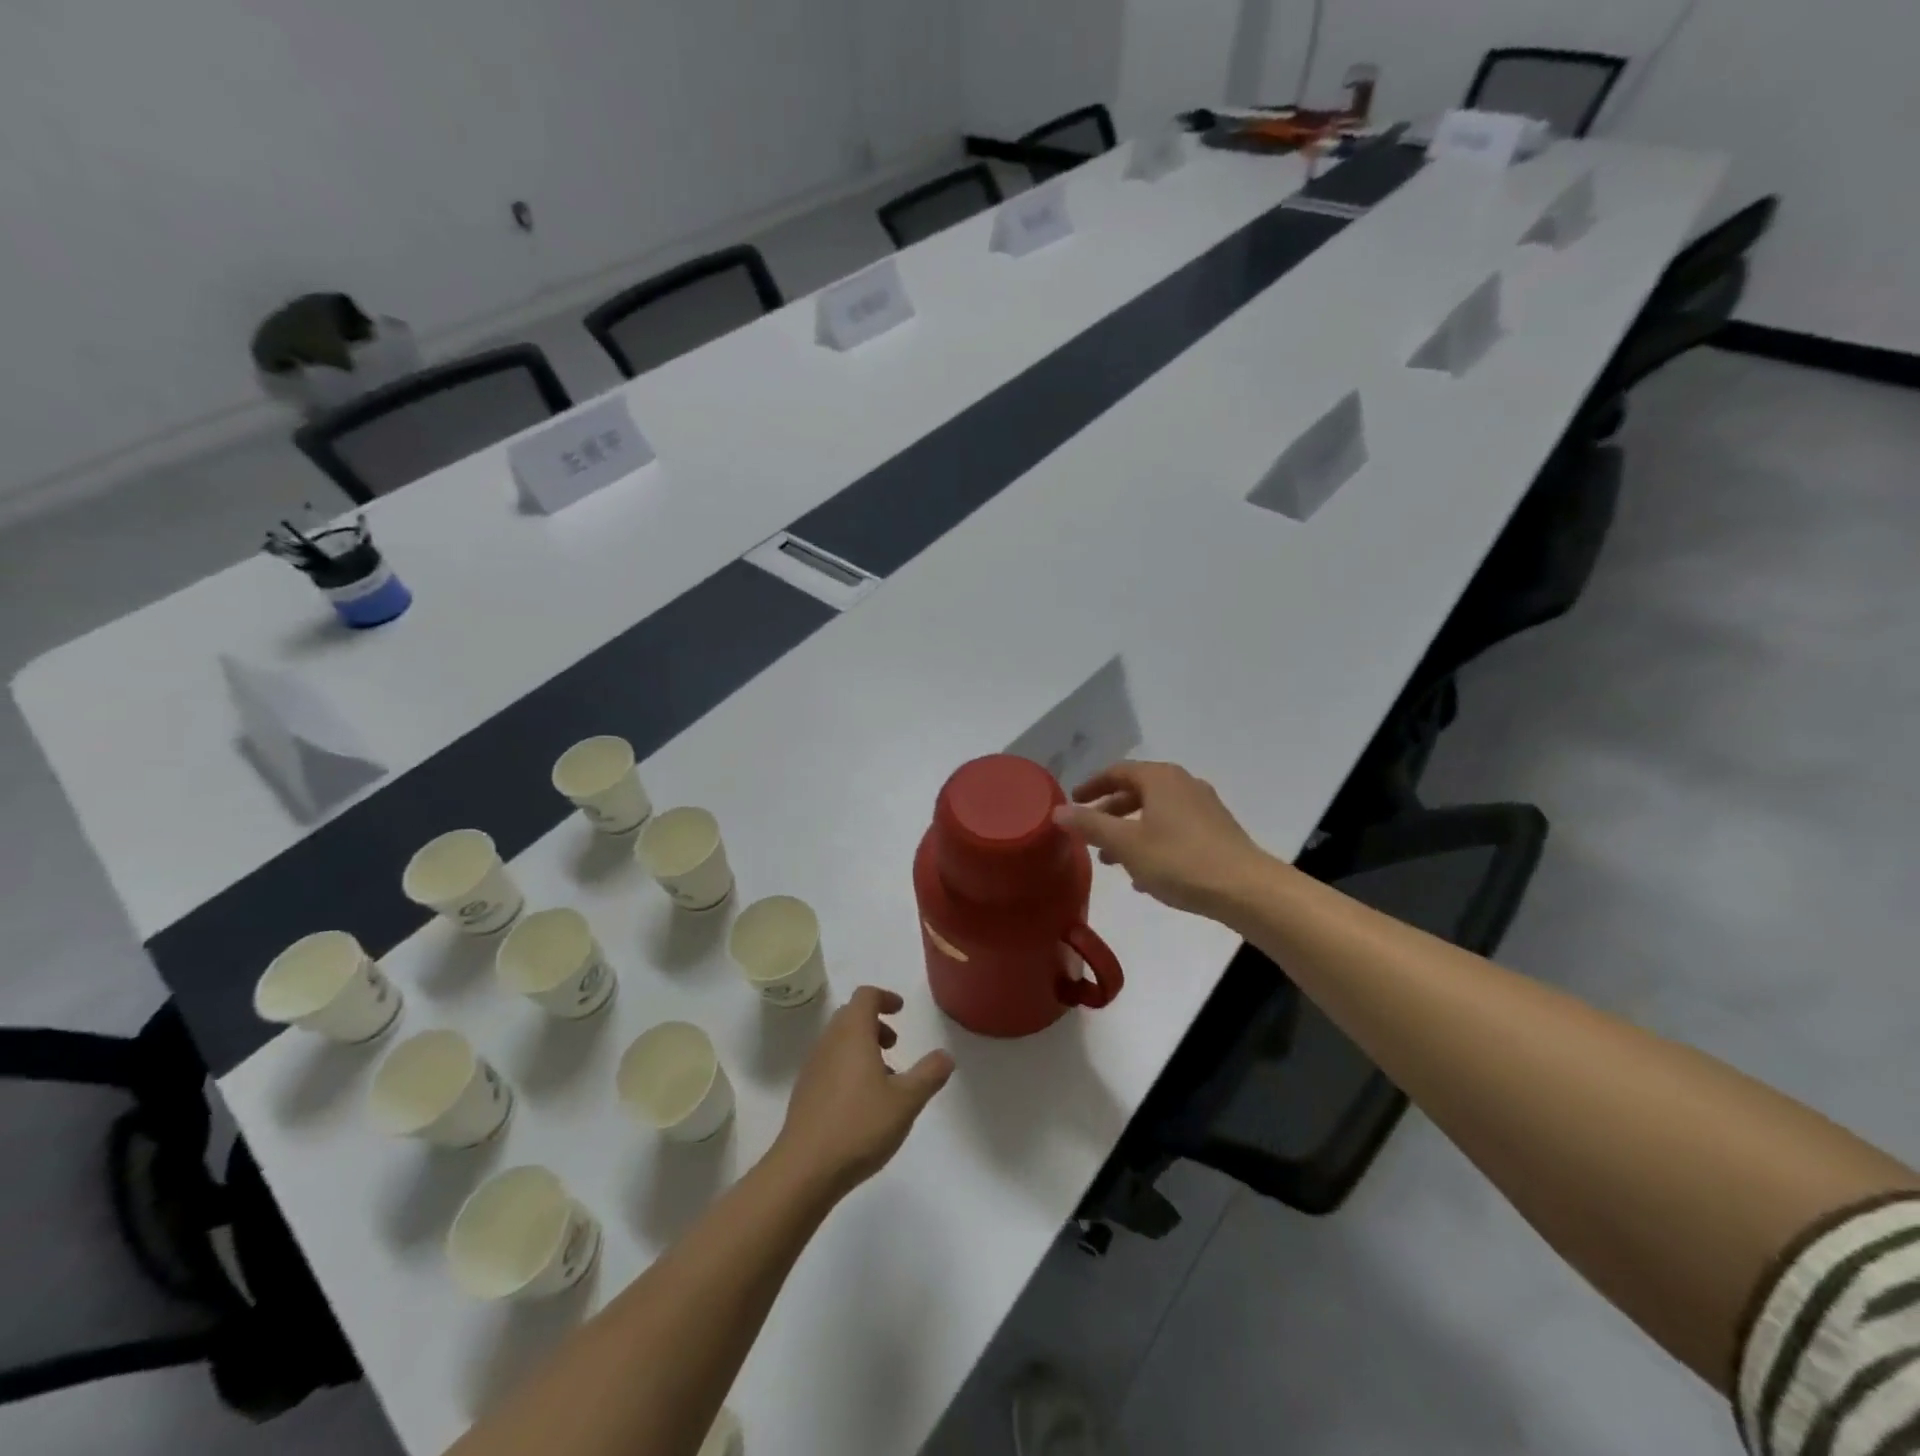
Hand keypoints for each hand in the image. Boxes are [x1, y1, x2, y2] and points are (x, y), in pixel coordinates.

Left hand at [771, 986, 953, 1201]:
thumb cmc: (859, 1126)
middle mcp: (829, 1043)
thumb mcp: (906, 1101)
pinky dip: (847, 1067)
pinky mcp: (804, 1093)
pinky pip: (829, 1064)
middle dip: (874, 1023)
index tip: (901, 1010)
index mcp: (852, 1034)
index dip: (885, 997)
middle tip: (894, 1044)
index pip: (865, 996)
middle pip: (850, 1016)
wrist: (804, 1170)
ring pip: (839, 1041)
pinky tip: (862, 1103)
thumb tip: (945, 1056)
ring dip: (862, 1047)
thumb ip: (929, 1074)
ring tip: (884, 1079)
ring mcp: (812, 1068)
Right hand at [1053, 760, 1271, 918]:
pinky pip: (1174, 829)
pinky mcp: (1216, 831)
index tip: (1073, 801)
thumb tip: (1058, 811)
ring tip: (1112, 859)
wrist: (1246, 889)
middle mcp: (1183, 784)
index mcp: (1160, 778)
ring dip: (1130, 831)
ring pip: (1155, 813)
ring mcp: (1203, 807)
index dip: (1091, 785)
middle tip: (1089, 833)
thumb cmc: (1179, 861)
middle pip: (1137, 791)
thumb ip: (1090, 825)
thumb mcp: (1126, 844)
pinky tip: (1145, 874)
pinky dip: (1152, 842)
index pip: (1117, 771)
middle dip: (1110, 812)